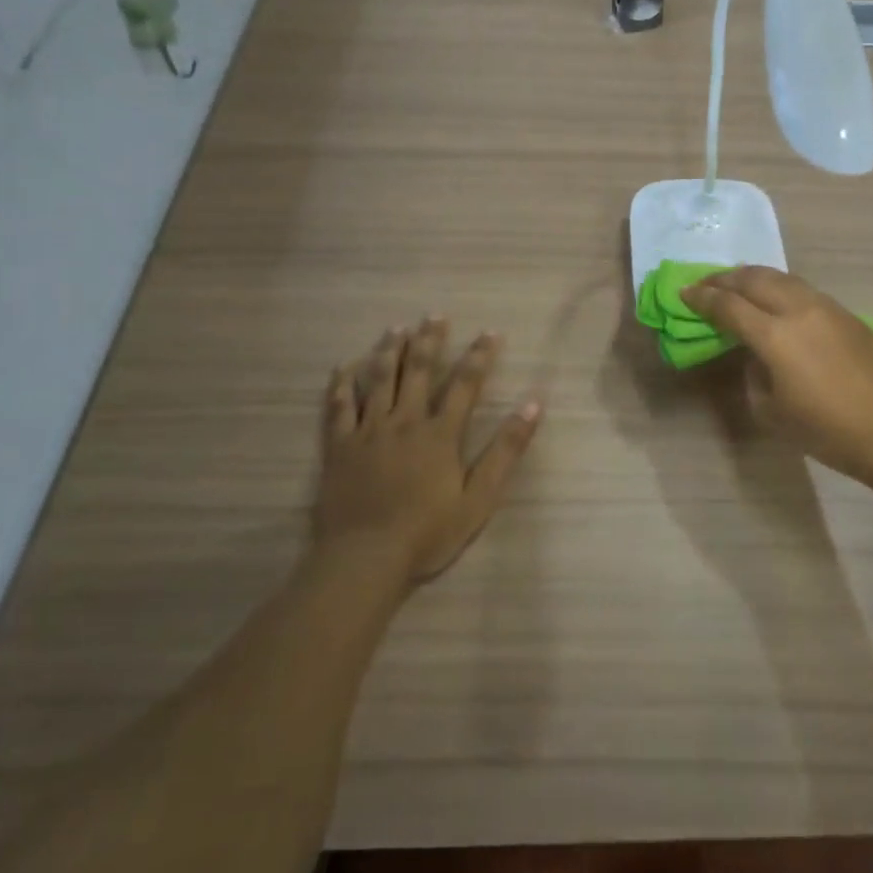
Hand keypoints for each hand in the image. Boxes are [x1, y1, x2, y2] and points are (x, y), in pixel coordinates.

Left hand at [315, 317, 542, 586]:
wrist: (365, 558)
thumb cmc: (428, 532)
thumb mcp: (480, 497)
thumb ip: (506, 450)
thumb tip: (533, 405)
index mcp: (440, 434)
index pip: (465, 384)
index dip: (479, 356)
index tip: (489, 332)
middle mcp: (404, 422)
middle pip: (419, 372)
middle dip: (429, 341)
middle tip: (435, 315)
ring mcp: (368, 432)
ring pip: (380, 380)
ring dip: (390, 351)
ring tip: (396, 328)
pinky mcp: (339, 447)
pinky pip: (339, 407)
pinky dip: (342, 384)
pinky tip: (345, 366)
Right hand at [682, 267, 872, 485]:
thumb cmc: (823, 430)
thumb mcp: (770, 408)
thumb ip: (753, 371)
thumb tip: (755, 352)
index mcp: (775, 336)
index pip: (729, 306)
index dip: (702, 298)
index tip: (684, 292)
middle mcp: (799, 310)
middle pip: (754, 279)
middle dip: (724, 279)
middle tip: (706, 284)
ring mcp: (827, 307)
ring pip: (782, 277)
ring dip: (753, 277)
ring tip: (737, 284)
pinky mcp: (846, 313)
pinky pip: (804, 290)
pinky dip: (780, 288)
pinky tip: (776, 300)